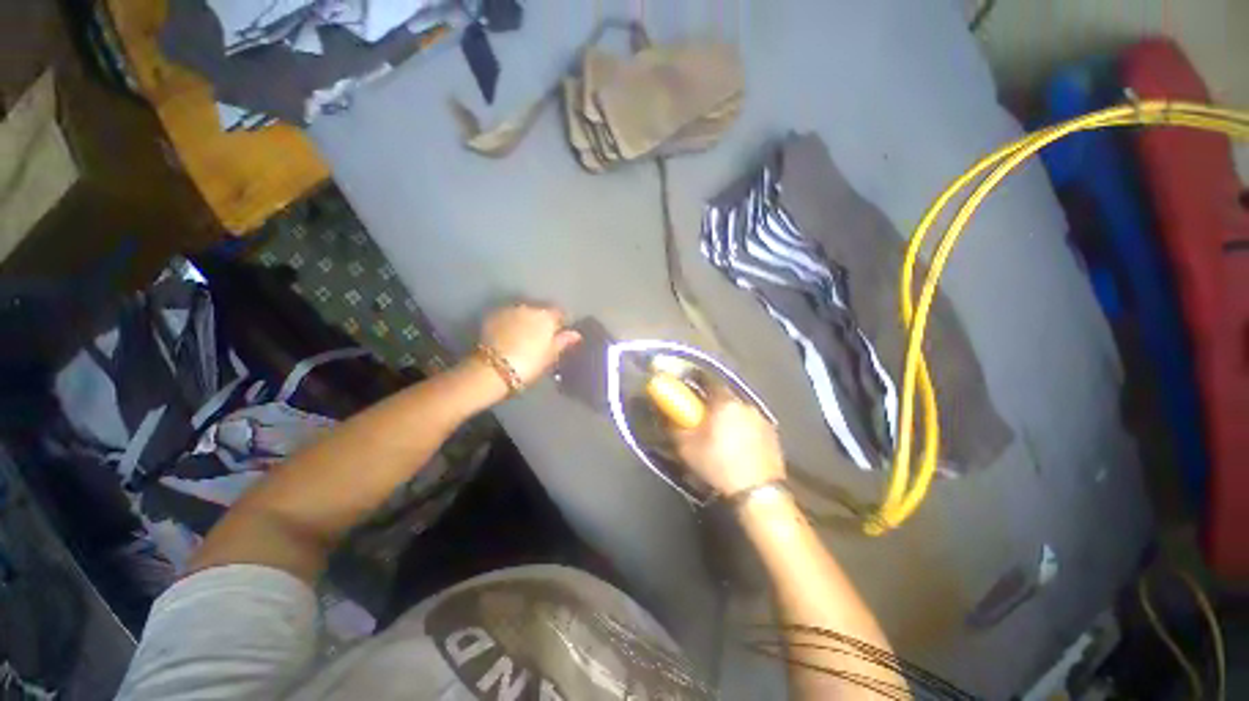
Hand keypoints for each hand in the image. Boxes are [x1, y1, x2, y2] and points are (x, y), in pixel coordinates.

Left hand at [477, 304, 581, 385]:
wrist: (492, 369)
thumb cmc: (528, 364)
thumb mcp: (550, 356)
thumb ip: (563, 341)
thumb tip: (576, 334)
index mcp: (547, 317)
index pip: (560, 313)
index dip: (561, 323)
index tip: (560, 334)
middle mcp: (529, 307)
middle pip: (540, 310)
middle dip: (542, 320)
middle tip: (541, 337)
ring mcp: (509, 310)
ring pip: (523, 312)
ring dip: (526, 320)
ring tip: (524, 336)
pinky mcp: (492, 316)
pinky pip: (508, 315)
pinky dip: (511, 322)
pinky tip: (509, 335)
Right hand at [672, 392, 785, 496]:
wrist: (757, 494)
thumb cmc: (718, 465)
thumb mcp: (686, 447)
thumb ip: (674, 425)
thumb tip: (667, 413)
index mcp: (724, 402)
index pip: (707, 380)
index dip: (694, 381)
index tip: (686, 388)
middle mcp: (745, 404)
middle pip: (723, 396)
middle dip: (711, 402)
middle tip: (700, 415)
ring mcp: (762, 419)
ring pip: (738, 410)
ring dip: (727, 416)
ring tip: (718, 434)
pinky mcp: (773, 435)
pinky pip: (750, 424)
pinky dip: (741, 428)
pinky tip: (736, 445)